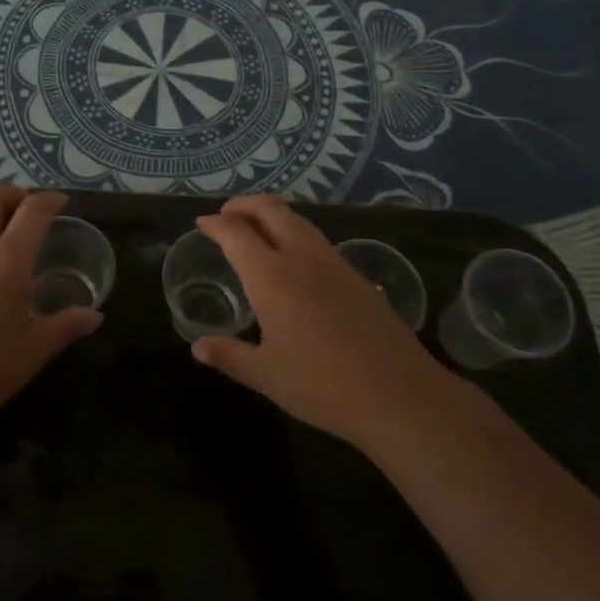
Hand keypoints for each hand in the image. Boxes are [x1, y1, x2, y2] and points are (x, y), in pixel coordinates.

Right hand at [192, 195, 457, 455]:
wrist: (400, 395)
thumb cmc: (324, 386)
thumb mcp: (267, 376)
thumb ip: (230, 357)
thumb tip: (199, 348)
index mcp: (272, 278)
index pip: (237, 234)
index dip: (216, 224)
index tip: (203, 223)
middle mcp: (302, 258)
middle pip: (271, 210)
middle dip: (245, 205)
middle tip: (227, 215)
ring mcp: (334, 263)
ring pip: (299, 220)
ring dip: (272, 214)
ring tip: (257, 228)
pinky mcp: (357, 276)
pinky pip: (318, 239)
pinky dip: (295, 233)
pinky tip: (295, 259)